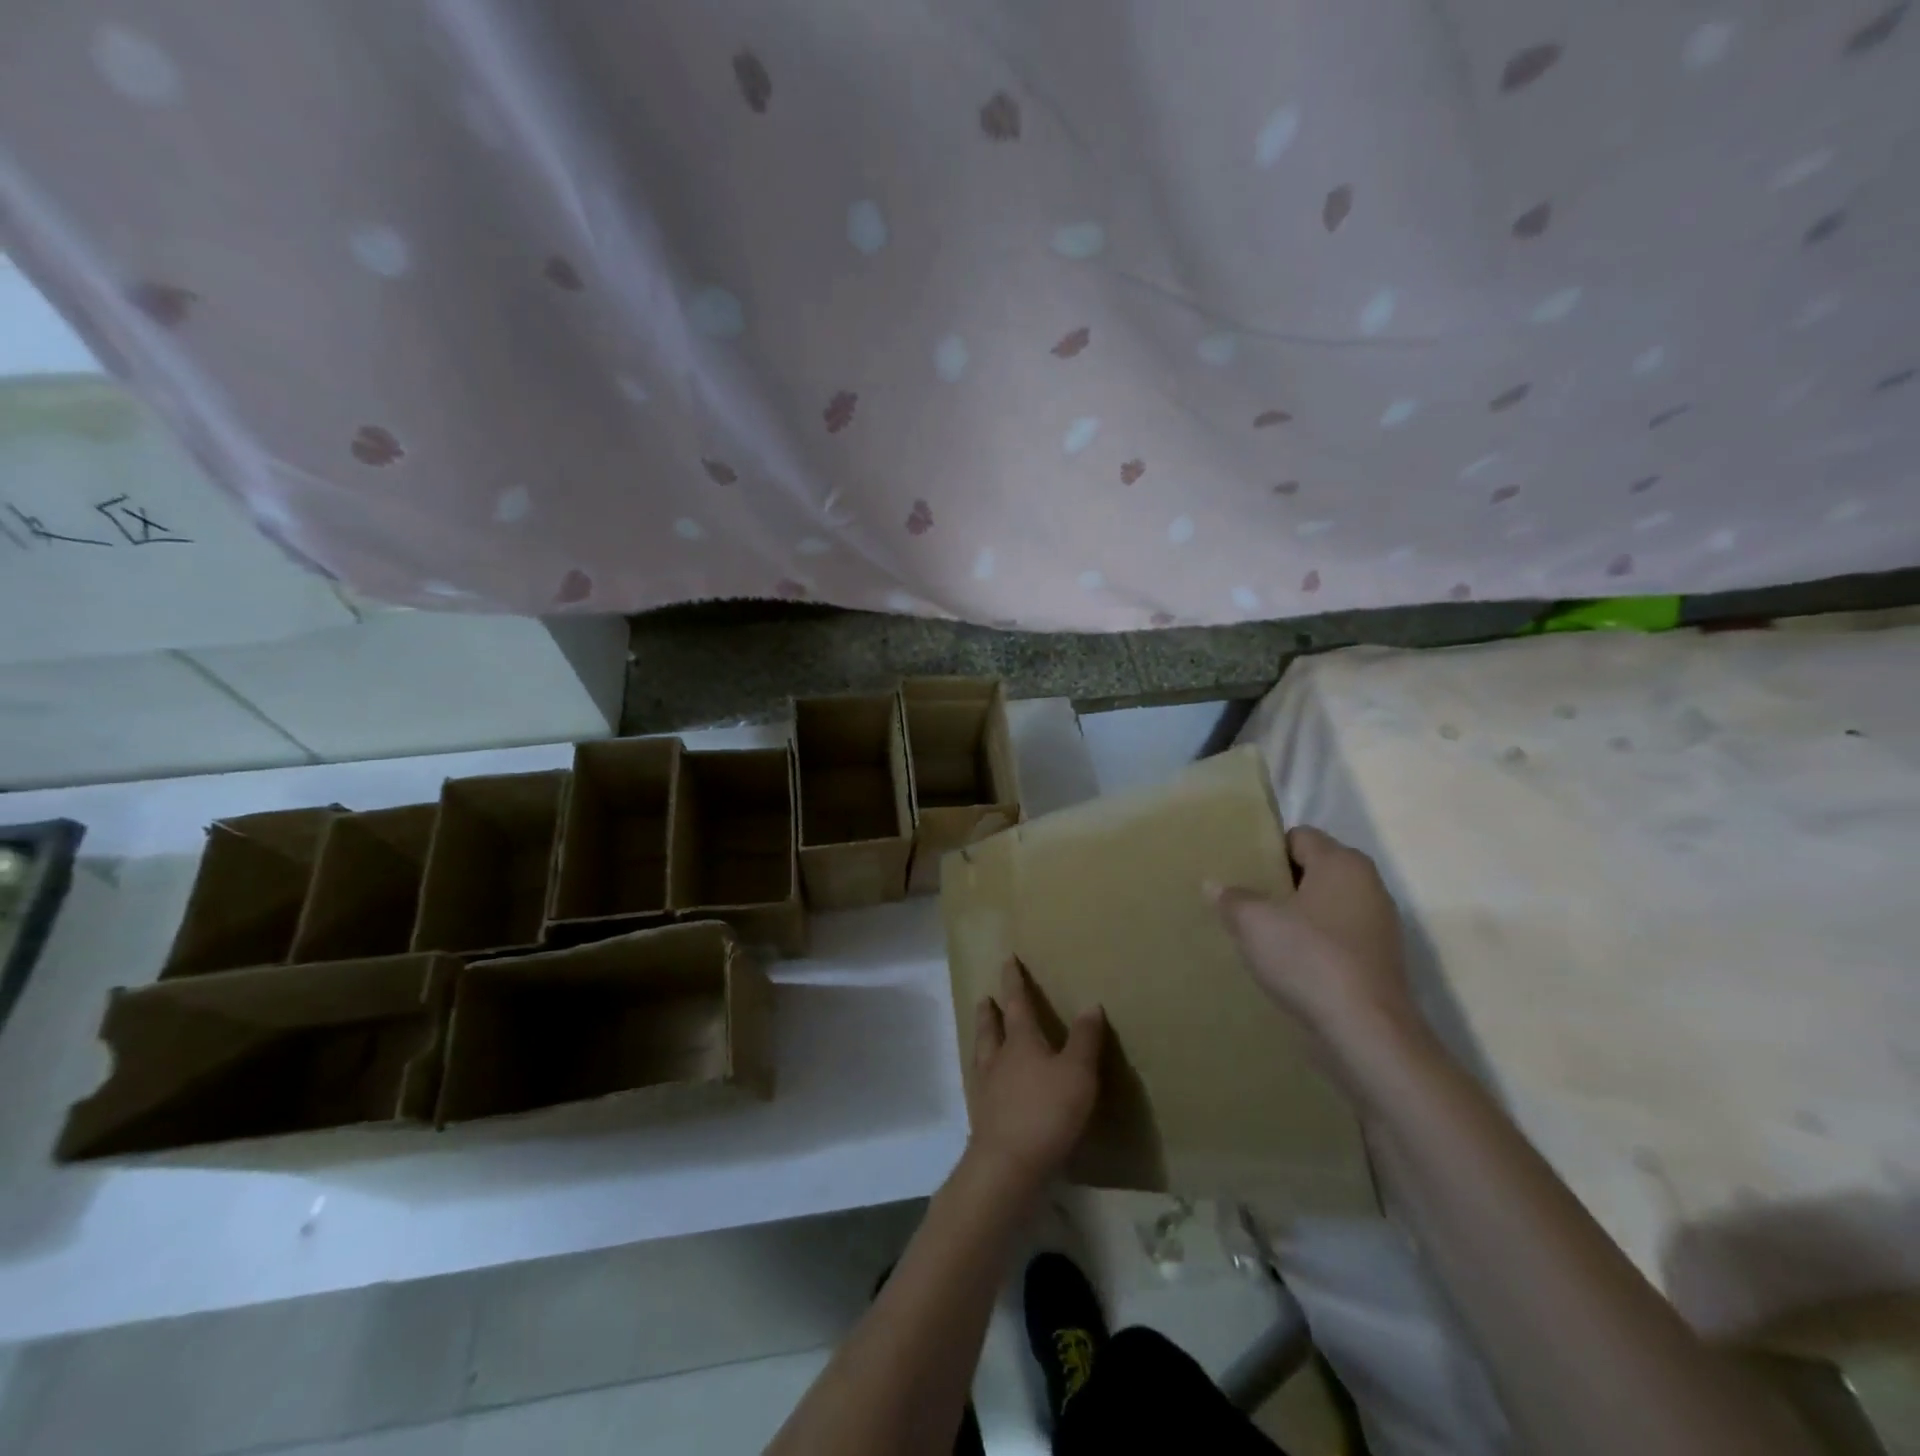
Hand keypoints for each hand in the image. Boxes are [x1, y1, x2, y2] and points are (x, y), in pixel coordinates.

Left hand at [967, 960, 1103, 1192]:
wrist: (1007, 1165)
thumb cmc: (1046, 1112)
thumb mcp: (1078, 1073)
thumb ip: (1085, 1039)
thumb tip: (1090, 1003)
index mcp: (1021, 1042)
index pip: (1016, 1003)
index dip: (1014, 981)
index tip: (1007, 960)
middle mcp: (998, 1060)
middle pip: (991, 1028)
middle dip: (990, 1011)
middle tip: (984, 998)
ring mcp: (986, 1089)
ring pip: (982, 1055)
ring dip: (982, 1039)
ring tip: (981, 1033)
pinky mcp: (983, 1118)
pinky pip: (981, 1085)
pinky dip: (983, 1075)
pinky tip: (986, 1084)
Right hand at [1209, 826, 1420, 1082]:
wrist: (1366, 1032)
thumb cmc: (1308, 959)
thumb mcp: (1253, 923)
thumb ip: (1232, 898)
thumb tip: (1214, 884)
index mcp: (1342, 862)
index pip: (1299, 836)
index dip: (1266, 849)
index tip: (1239, 870)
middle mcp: (1368, 885)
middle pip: (1313, 870)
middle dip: (1279, 883)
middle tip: (1243, 900)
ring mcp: (1378, 925)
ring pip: (1325, 906)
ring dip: (1296, 916)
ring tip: (1260, 933)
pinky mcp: (1379, 961)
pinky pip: (1337, 937)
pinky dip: (1313, 944)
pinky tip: (1287, 963)